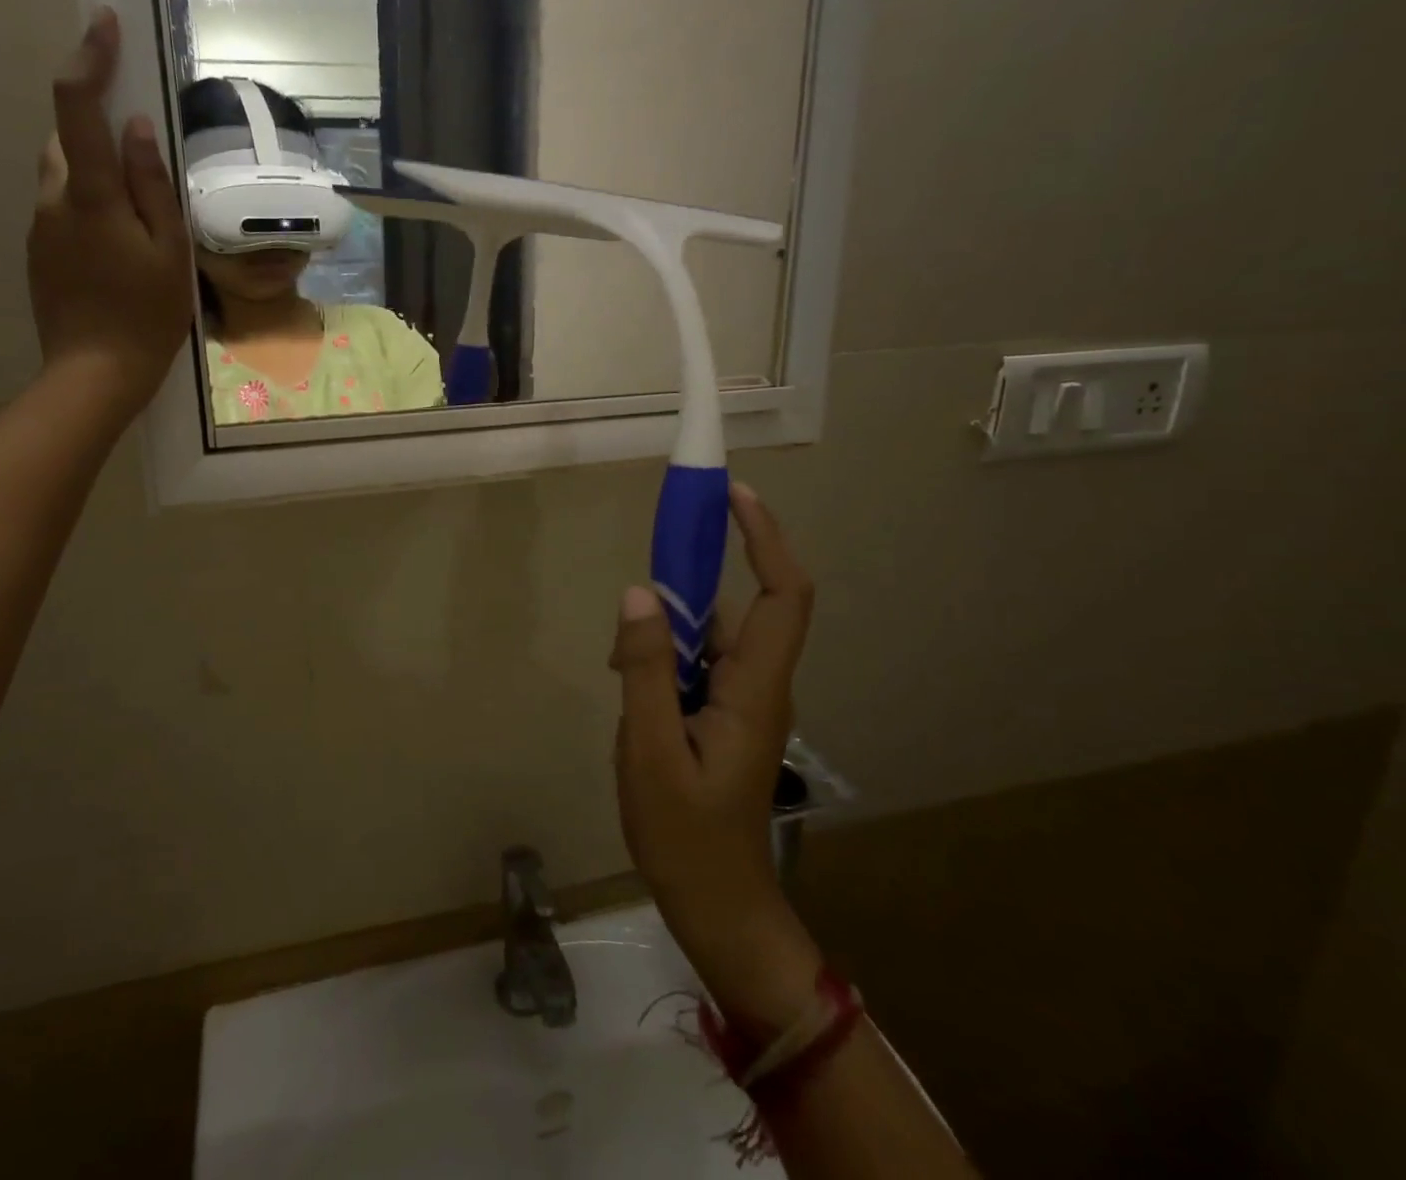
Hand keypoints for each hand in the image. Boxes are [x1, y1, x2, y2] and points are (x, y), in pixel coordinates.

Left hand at [31, 8, 193, 410]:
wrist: (94, 374)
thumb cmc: (146, 315)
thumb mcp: (169, 251)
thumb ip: (152, 186)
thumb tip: (136, 127)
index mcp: (90, 195)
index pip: (77, 106)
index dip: (89, 58)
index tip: (104, 22)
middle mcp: (52, 200)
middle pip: (67, 142)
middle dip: (98, 134)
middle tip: (144, 169)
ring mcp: (39, 228)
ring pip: (64, 178)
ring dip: (96, 179)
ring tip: (137, 224)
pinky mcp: (38, 254)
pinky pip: (62, 212)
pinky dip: (89, 212)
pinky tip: (118, 254)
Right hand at [612, 482, 822, 1036]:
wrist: (719, 910)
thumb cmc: (687, 839)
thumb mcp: (649, 751)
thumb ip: (645, 670)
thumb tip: (639, 592)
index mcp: (757, 689)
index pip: (782, 594)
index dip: (765, 536)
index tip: (733, 494)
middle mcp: (760, 685)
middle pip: (745, 606)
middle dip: (698, 578)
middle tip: (649, 577)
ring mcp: (743, 701)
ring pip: (712, 637)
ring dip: (670, 628)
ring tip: (623, 666)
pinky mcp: (723, 716)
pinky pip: (697, 664)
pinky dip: (663, 658)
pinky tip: (629, 684)